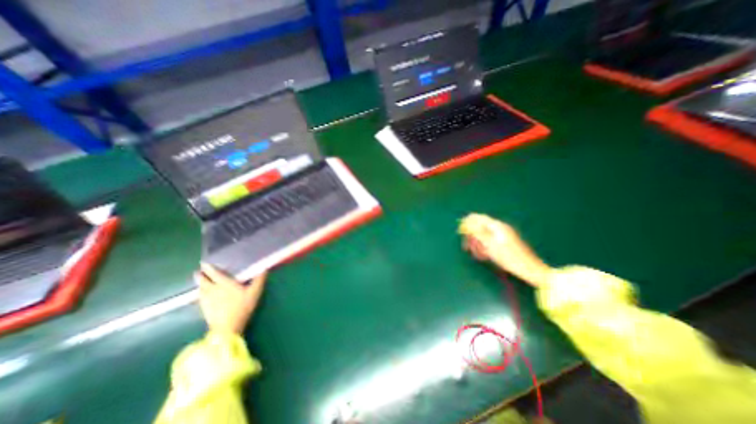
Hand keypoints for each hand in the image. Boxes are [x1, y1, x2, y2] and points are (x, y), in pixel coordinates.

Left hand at [194, 262, 268, 334]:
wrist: (227, 328)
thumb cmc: (242, 307)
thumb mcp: (254, 292)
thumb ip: (259, 280)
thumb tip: (264, 268)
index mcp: (224, 284)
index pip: (214, 273)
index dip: (209, 268)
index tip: (204, 263)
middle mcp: (213, 290)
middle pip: (203, 281)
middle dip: (201, 275)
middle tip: (199, 271)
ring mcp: (207, 300)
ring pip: (200, 289)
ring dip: (199, 284)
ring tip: (199, 281)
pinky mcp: (204, 309)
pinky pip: (200, 297)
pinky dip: (200, 293)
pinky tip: (202, 294)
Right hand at [458, 213, 553, 285]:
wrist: (529, 269)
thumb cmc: (509, 257)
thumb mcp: (490, 245)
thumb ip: (477, 232)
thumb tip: (466, 222)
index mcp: (497, 226)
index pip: (478, 218)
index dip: (468, 222)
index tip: (460, 231)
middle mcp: (500, 228)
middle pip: (480, 227)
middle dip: (472, 237)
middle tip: (467, 248)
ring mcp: (503, 235)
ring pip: (484, 236)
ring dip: (478, 244)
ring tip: (478, 255)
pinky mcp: (504, 243)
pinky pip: (490, 242)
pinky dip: (485, 248)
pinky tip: (485, 256)